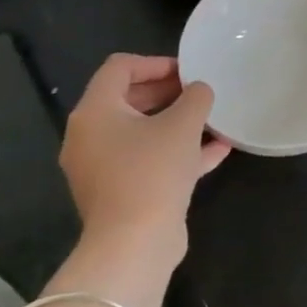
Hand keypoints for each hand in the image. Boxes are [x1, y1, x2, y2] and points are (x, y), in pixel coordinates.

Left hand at [60, 54, 229, 258]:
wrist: (134, 244)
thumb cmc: (153, 171)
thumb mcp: (183, 124)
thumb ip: (196, 97)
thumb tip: (199, 90)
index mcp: (94, 112)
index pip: (119, 68)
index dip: (156, 62)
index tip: (189, 71)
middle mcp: (89, 137)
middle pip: (128, 99)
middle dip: (168, 92)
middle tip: (201, 92)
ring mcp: (102, 167)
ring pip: (141, 132)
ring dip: (176, 122)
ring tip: (212, 118)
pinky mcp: (119, 192)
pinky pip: (148, 160)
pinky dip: (177, 151)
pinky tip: (217, 150)